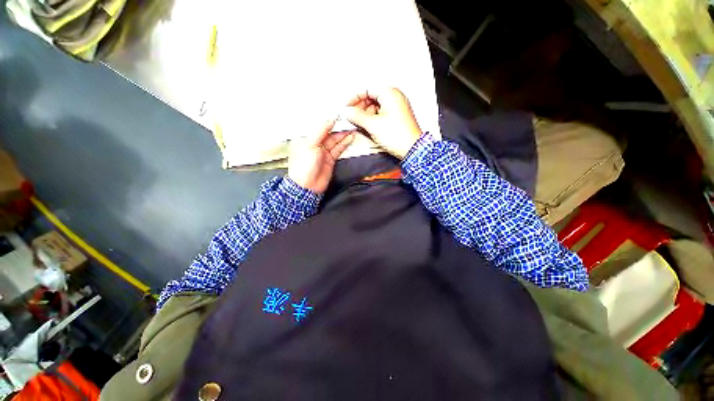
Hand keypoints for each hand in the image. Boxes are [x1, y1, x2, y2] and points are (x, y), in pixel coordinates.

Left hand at [288, 119, 354, 193]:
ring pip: (335, 141)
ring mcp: (323, 152)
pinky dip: (344, 144)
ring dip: (343, 135)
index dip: (328, 120)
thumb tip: (331, 118)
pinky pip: (338, 149)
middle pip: (328, 133)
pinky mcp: (330, 159)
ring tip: (353, 129)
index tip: (339, 113)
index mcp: (305, 138)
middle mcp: (314, 144)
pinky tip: (350, 138)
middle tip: (349, 121)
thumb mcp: (311, 144)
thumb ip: (321, 131)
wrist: (308, 186)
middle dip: (338, 127)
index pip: (318, 126)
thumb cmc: (304, 165)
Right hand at [343, 88, 422, 158]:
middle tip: (352, 117)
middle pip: (371, 97)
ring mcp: (396, 107)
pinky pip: (381, 113)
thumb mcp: (373, 125)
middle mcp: (394, 97)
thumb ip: (356, 116)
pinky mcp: (397, 117)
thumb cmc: (397, 136)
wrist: (412, 150)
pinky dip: (373, 119)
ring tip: (360, 124)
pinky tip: (368, 127)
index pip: (367, 88)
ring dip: (365, 114)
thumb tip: (345, 111)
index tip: (347, 107)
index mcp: (390, 93)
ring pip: (375, 106)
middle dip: (360, 107)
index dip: (354, 98)